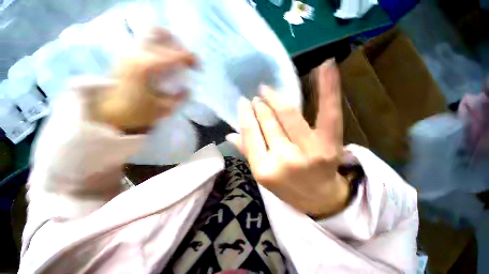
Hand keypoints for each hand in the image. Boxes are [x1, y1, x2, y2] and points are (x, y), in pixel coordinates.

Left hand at [95, 27, 195, 131]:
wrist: (110, 112)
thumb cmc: (138, 112)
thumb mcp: (164, 109)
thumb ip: (180, 98)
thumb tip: (188, 89)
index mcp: (149, 69)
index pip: (174, 56)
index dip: (189, 58)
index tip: (198, 66)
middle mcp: (138, 56)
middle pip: (164, 41)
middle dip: (180, 50)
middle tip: (189, 62)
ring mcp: (131, 53)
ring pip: (153, 37)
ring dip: (169, 45)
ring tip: (177, 57)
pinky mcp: (127, 56)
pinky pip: (146, 44)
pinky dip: (159, 46)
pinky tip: (164, 58)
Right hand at [227, 59, 348, 216]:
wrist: (320, 199)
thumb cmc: (287, 188)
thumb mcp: (263, 174)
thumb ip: (247, 152)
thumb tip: (230, 134)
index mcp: (264, 169)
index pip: (251, 135)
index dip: (246, 116)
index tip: (243, 103)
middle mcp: (285, 159)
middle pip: (269, 123)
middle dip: (261, 107)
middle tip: (258, 96)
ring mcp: (310, 151)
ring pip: (289, 115)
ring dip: (276, 99)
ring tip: (268, 90)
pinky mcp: (331, 144)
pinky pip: (328, 113)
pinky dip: (328, 88)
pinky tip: (326, 66)